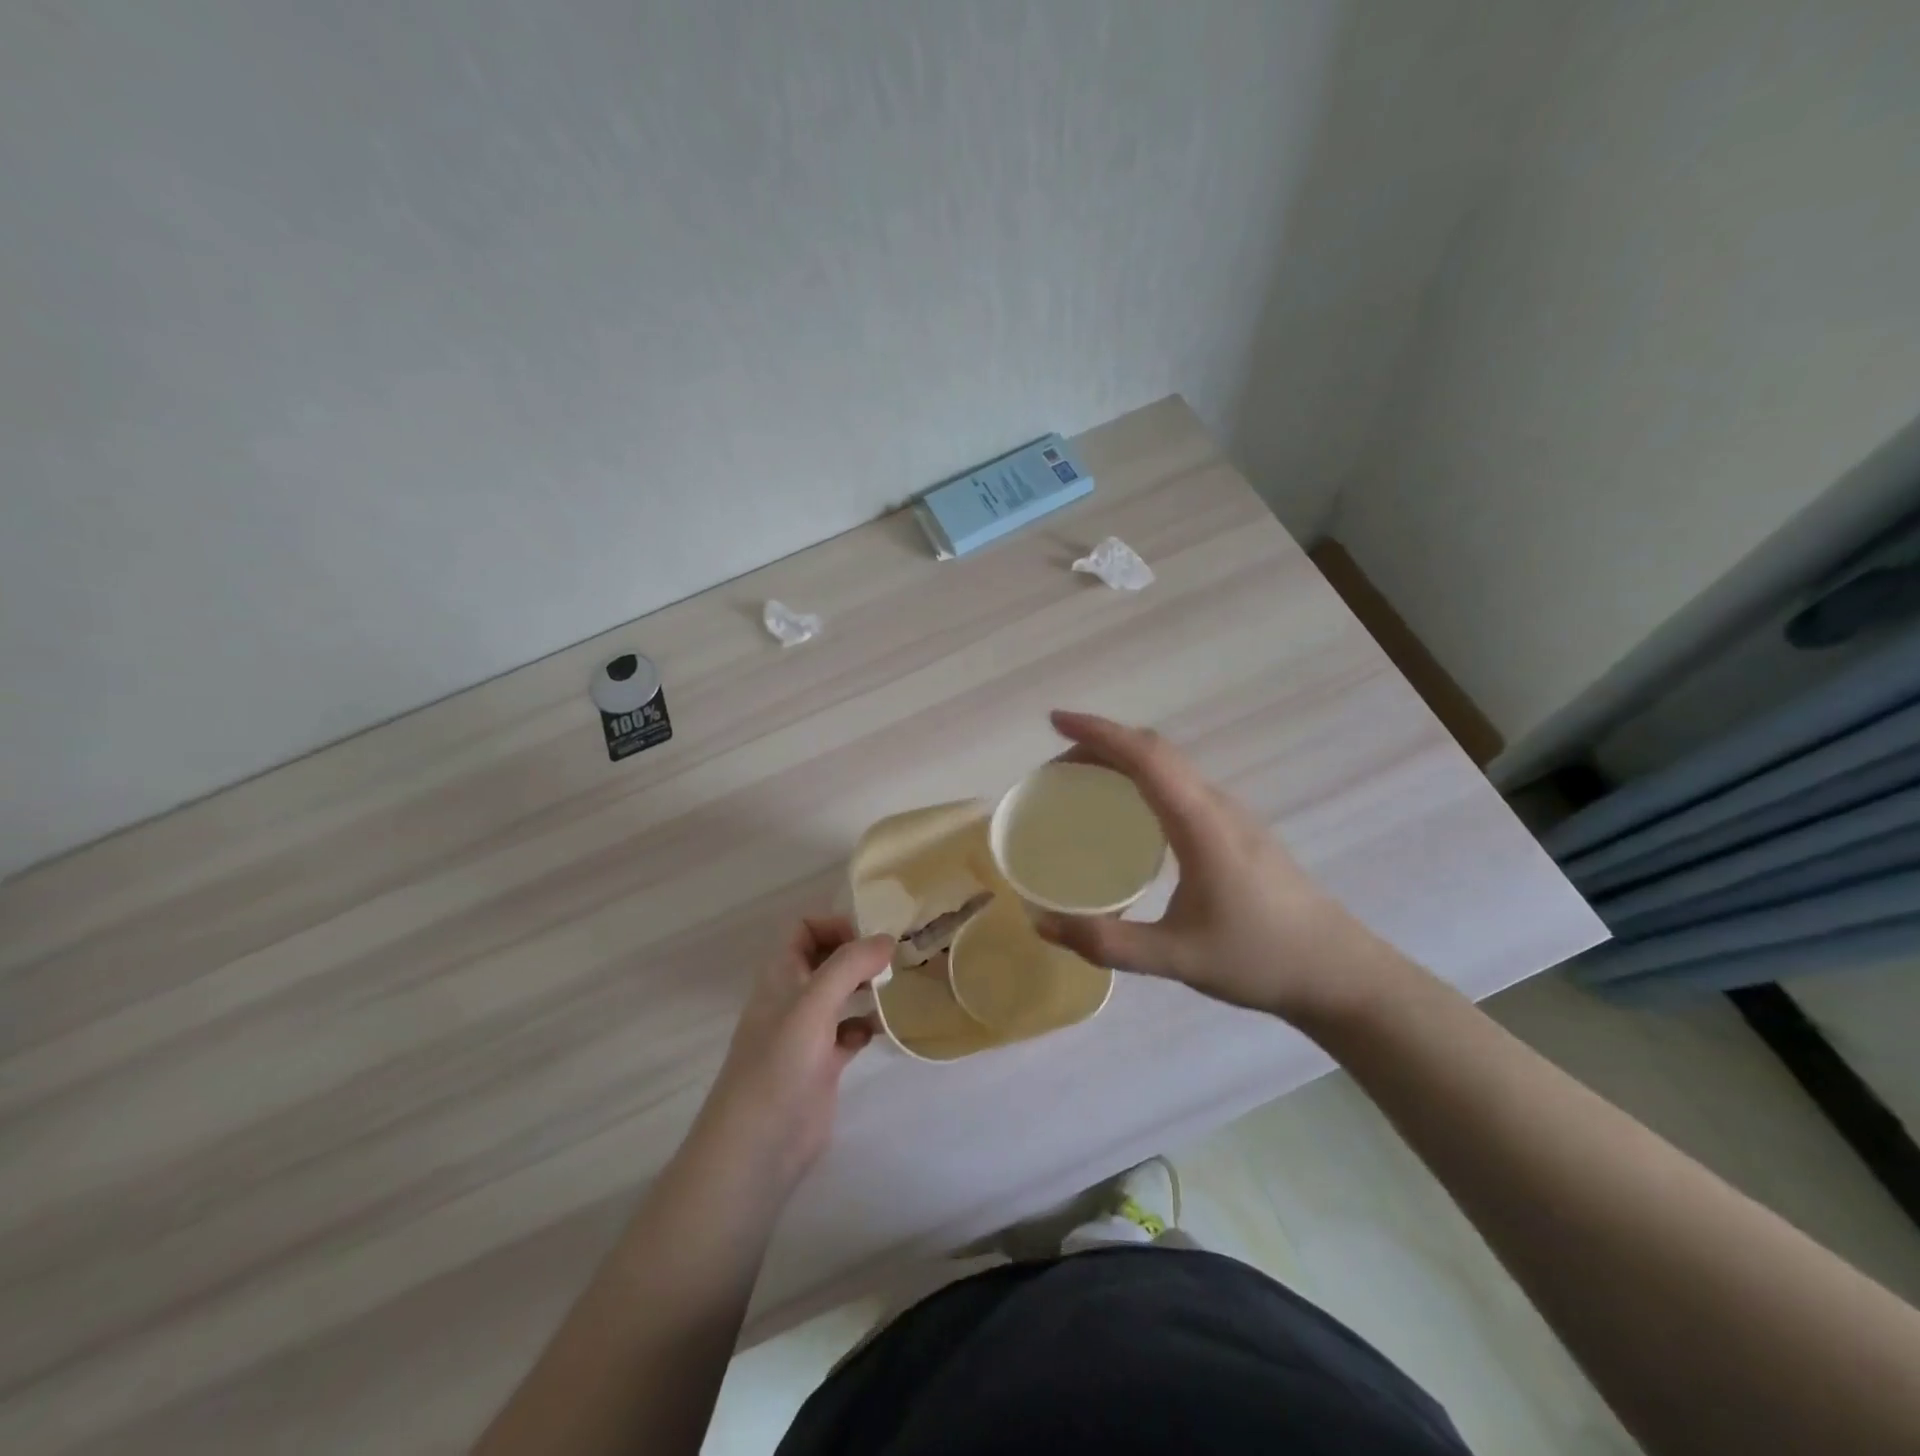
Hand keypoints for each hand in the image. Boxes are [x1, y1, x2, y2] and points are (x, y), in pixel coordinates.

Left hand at [693, 918, 891, 1197]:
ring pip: (840, 994)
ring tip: (896, 988)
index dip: (835, 925)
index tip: (871, 940)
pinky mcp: (822, 1064)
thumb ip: (850, 965)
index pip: (804, 928)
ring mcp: (807, 1032)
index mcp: (781, 974)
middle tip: (894, 961)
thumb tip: (887, 938)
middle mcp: (792, 997)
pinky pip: (848, 1032)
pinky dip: (865, 1026)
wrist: (759, 1146)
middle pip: (826, 958)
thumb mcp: (814, 1004)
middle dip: (858, 954)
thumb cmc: (780, 1064)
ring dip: (866, 987)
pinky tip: (881, 1031)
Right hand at [1034, 711, 1398, 1026]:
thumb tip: (1041, 925)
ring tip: (1082, 782)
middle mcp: (1217, 806)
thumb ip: (1108, 943)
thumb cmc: (1260, 959)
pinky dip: (1144, 778)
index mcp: (1201, 823)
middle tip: (1056, 766)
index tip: (1055, 721)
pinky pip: (1182, 784)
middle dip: (1102, 742)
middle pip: (1155, 751)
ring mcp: (1233, 815)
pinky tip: (1130, 813)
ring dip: (1125, 758)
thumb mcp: (1177, 958)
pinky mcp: (1238, 830)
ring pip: (1171, 765)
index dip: (1098, 732)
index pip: (1144, 757)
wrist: (1339, 972)